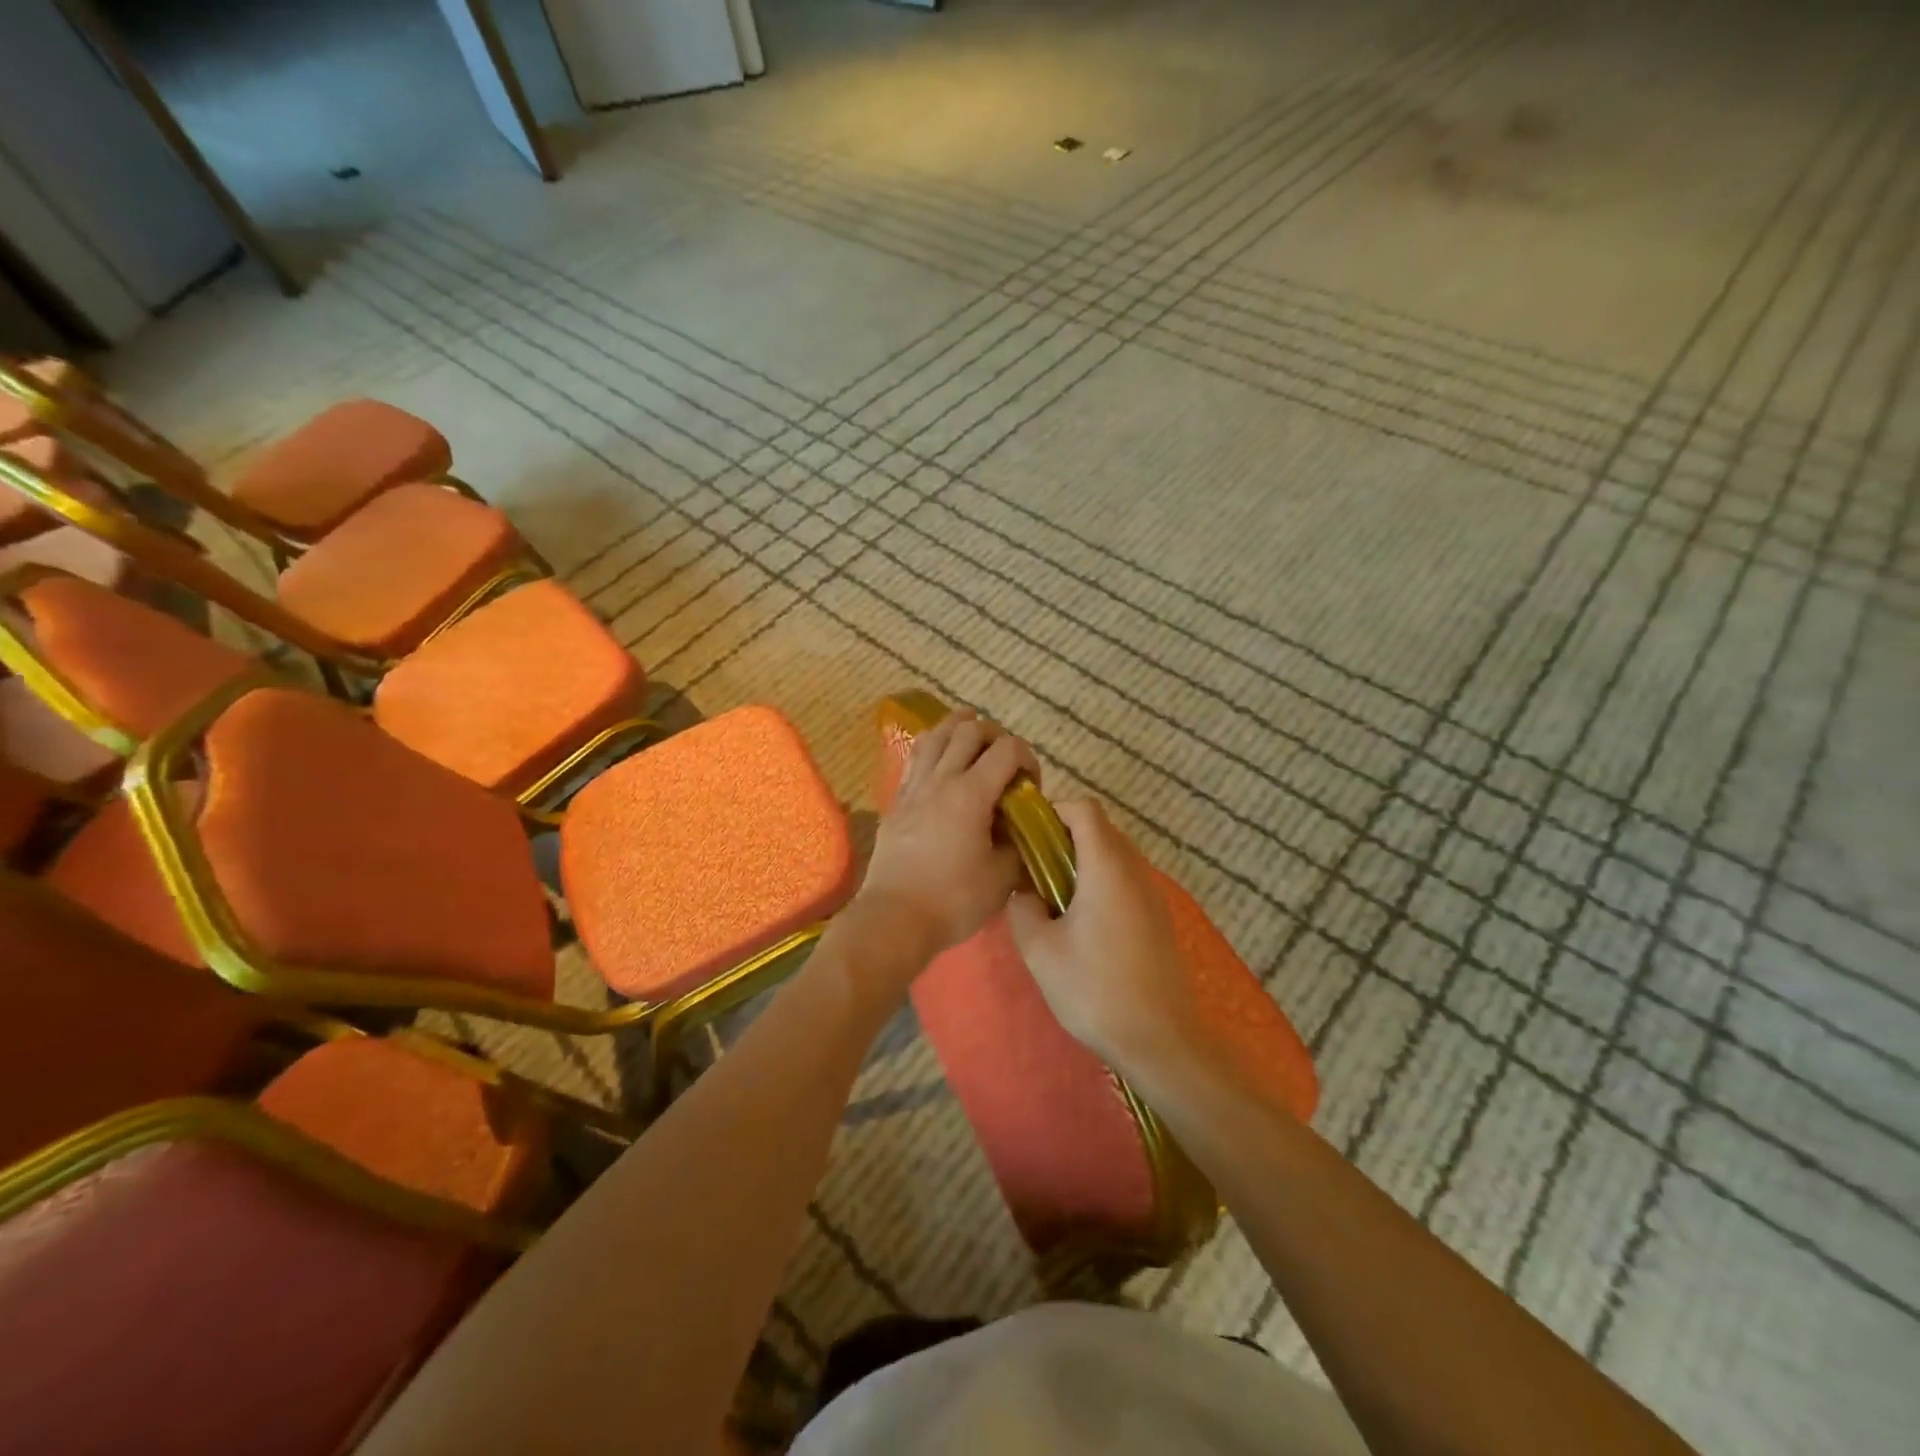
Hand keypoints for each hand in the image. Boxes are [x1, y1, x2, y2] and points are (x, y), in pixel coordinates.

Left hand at [854, 707, 1040, 967]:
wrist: (894, 919)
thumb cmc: (953, 900)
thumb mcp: (1003, 877)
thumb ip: (1017, 844)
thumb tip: (1019, 829)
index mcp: (971, 793)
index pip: (1007, 749)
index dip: (1027, 758)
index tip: (1031, 785)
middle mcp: (941, 780)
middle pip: (968, 731)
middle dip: (995, 735)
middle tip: (1006, 758)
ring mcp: (914, 788)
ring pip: (935, 736)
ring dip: (958, 728)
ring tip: (972, 731)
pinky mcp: (896, 802)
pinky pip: (915, 759)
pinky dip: (933, 747)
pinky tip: (940, 758)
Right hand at [1006, 799, 1205, 1074]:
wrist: (1160, 1040)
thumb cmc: (1095, 989)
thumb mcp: (1040, 950)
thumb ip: (1022, 908)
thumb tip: (1024, 891)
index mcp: (1107, 866)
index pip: (1084, 809)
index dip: (1053, 812)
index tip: (1027, 838)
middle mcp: (1135, 869)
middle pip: (1100, 828)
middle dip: (1063, 838)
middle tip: (1033, 869)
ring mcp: (1152, 893)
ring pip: (1114, 854)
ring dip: (1083, 862)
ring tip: (1054, 898)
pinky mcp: (1159, 916)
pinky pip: (1126, 879)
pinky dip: (1101, 882)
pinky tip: (1083, 923)